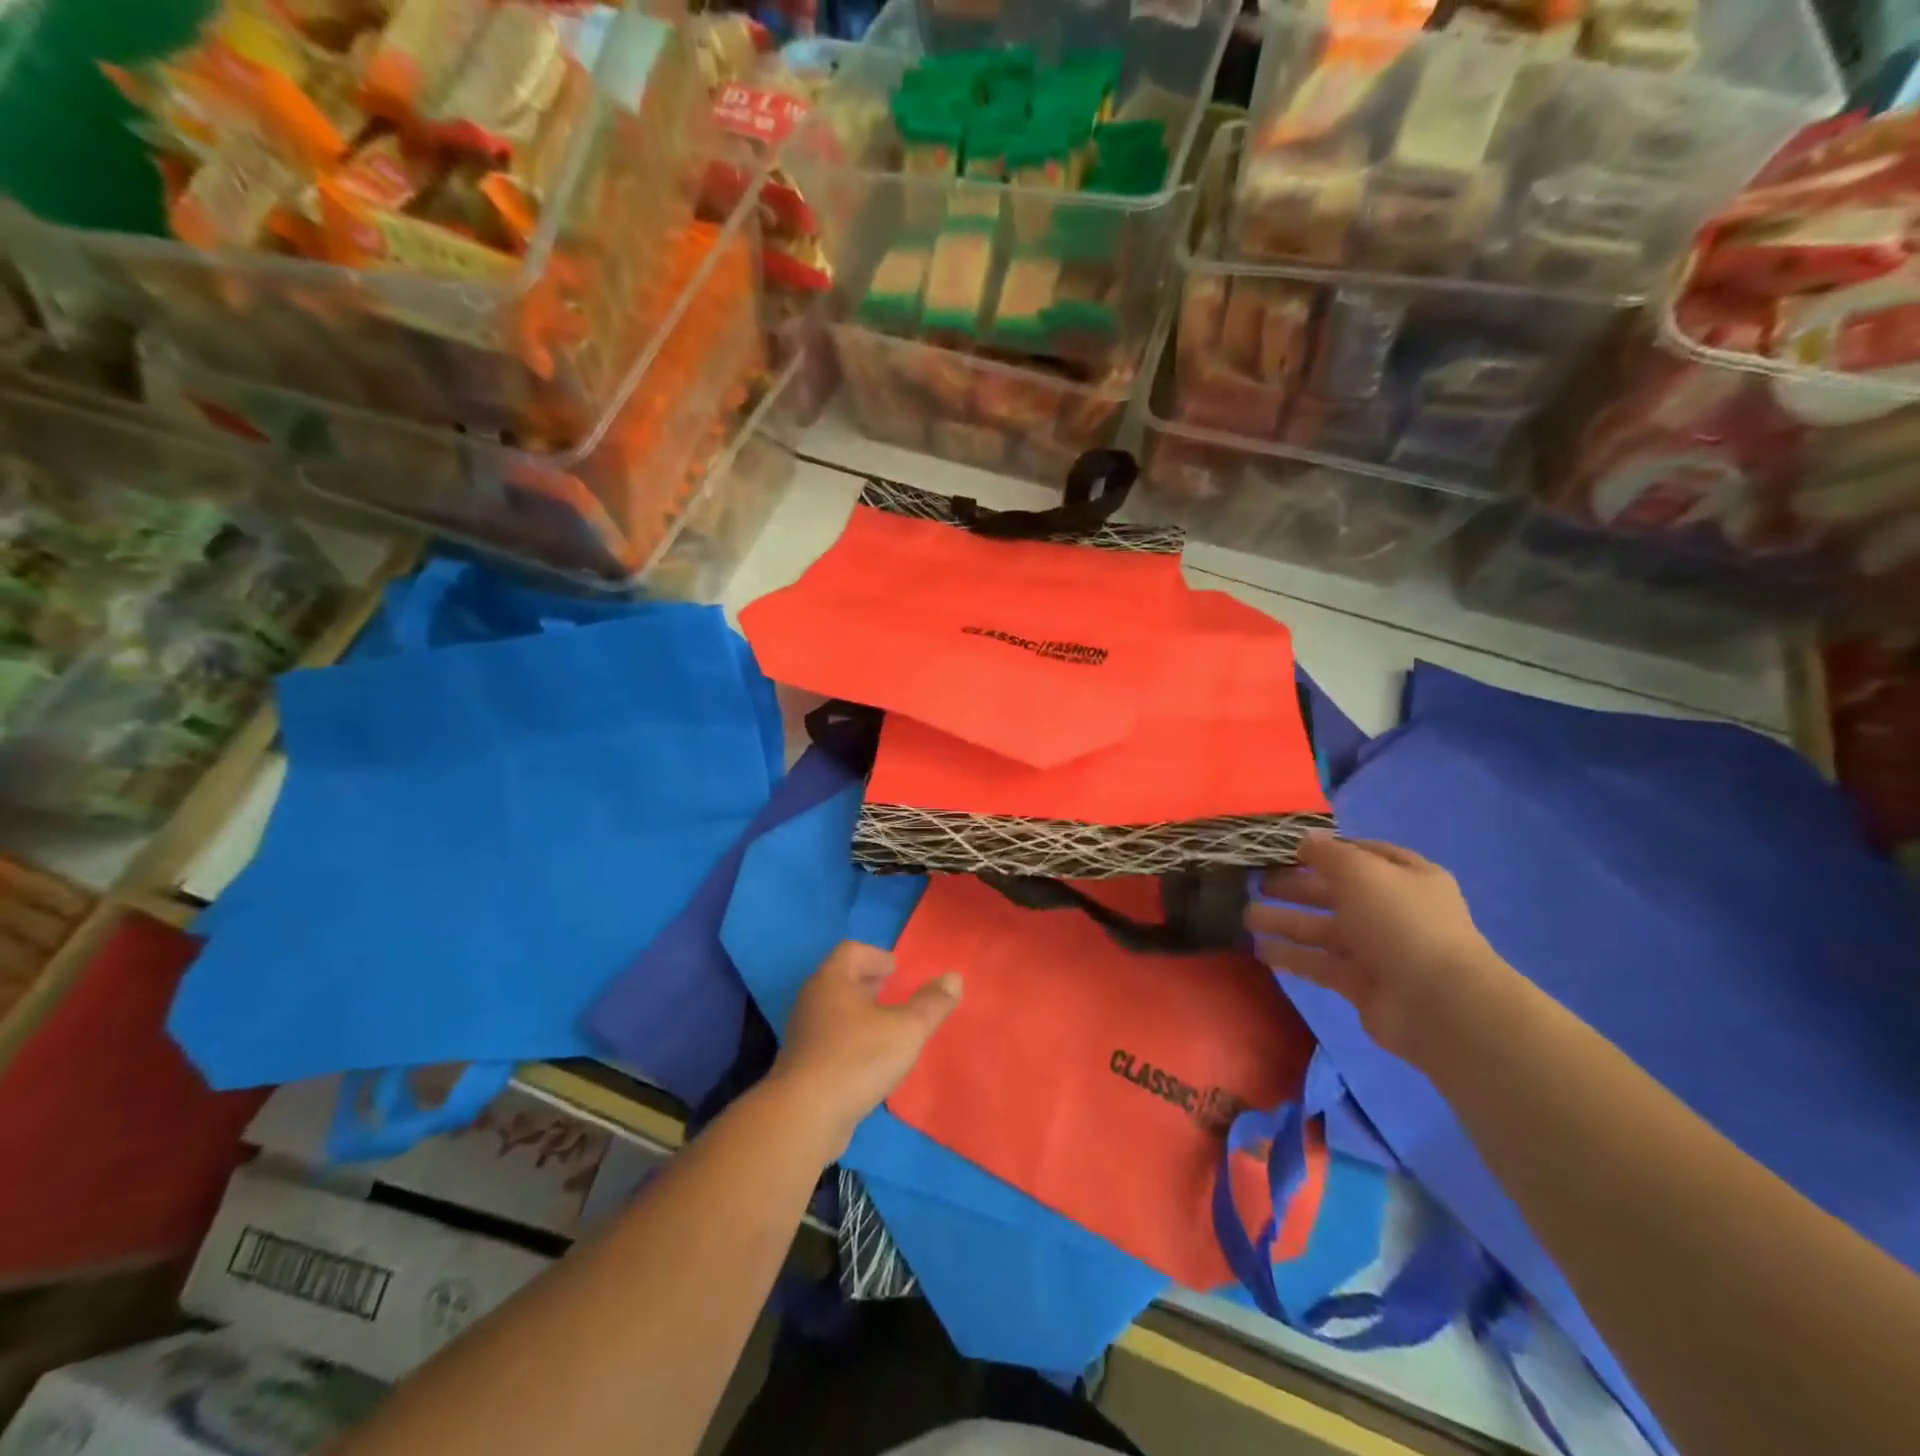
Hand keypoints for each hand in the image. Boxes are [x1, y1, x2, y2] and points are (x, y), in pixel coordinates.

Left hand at [771, 942, 960, 1154]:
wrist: (804, 1117)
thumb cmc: (857, 1059)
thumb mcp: (907, 1029)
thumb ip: (932, 1003)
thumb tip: (954, 977)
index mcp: (832, 980)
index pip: (851, 951)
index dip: (876, 956)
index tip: (896, 970)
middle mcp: (812, 1000)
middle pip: (840, 980)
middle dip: (868, 984)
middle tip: (893, 993)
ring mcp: (802, 1034)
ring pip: (834, 1011)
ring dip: (859, 1014)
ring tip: (886, 1028)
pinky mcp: (801, 1066)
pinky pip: (829, 1040)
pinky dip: (849, 1041)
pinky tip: (869, 1062)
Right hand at [1245, 833, 1502, 1062]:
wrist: (1436, 1003)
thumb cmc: (1400, 921)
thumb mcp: (1360, 871)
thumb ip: (1327, 853)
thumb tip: (1304, 840)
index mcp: (1407, 877)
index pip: (1364, 855)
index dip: (1329, 850)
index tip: (1289, 849)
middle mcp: (1393, 911)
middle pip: (1337, 893)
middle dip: (1297, 886)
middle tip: (1256, 882)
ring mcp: (1378, 950)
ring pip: (1323, 929)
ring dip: (1286, 921)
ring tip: (1245, 916)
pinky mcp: (1361, 984)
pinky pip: (1319, 964)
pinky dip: (1291, 956)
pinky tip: (1260, 949)